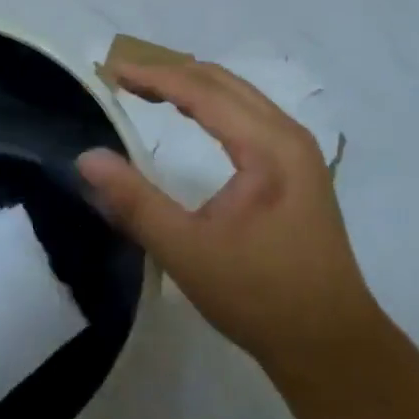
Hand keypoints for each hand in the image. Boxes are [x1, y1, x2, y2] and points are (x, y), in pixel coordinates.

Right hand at [78, 61, 381, 382]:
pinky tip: (193, 116)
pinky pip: (249, 115)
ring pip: (239, 96)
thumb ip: (135, 202)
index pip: (203, 92)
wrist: (332, 347)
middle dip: (171, 73)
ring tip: (149, 89)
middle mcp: (288, 135)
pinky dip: (213, 105)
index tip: (112, 70)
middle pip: (223, 83)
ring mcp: (298, 151)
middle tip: (124, 78)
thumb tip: (87, 159)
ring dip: (193, 86)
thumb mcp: (188, 251)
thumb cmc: (260, 297)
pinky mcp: (298, 168)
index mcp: (269, 146)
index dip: (154, 76)